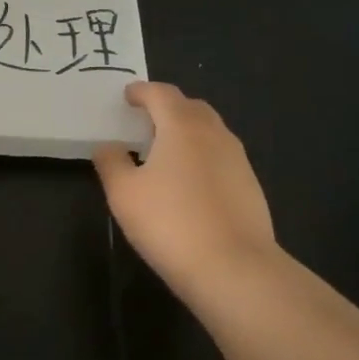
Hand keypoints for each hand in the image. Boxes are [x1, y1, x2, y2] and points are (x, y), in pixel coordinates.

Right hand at [94, 82, 278, 301]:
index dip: (142, 91)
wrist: (234, 268)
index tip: (128, 96)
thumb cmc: (170, 223)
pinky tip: (190, 182)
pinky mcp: (250, 186)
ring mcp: (238, 160)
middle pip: (190, 107)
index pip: (161, 94)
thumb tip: (108, 147)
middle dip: (168, 107)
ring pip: (210, 131)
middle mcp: (214, 134)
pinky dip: (202, 156)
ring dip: (187, 131)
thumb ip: (111, 163)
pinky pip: (221, 157)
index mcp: (182, 126)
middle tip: (146, 120)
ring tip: (166, 150)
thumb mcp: (124, 194)